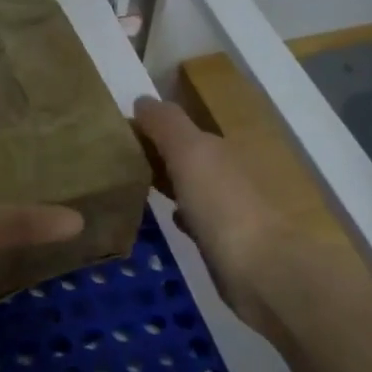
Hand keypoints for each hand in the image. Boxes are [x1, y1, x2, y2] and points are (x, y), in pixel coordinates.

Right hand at [132, 97, 294, 339]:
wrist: (261, 270)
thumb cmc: (221, 204)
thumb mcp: (190, 151)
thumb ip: (166, 124)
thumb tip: (142, 100)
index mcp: (217, 148)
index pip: (177, 130)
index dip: (147, 128)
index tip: (111, 135)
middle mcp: (224, 174)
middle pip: (184, 157)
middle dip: (155, 154)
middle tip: (112, 161)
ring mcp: (225, 210)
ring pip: (188, 187)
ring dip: (166, 182)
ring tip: (129, 186)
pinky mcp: (222, 243)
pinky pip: (194, 219)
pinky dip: (179, 213)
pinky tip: (163, 219)